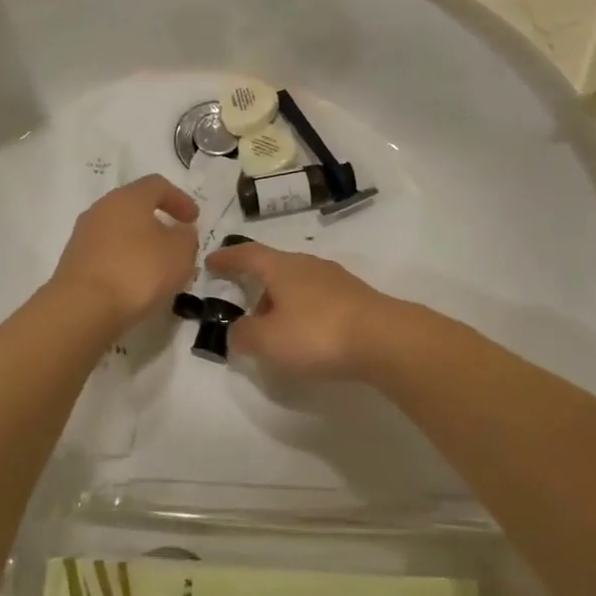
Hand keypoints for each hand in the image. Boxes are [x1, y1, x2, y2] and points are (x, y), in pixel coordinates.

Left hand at [50, 175, 199, 330]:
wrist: (83, 308)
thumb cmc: (138, 271)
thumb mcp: (179, 253)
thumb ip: (186, 237)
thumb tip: (179, 231)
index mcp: (128, 197)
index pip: (157, 185)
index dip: (179, 199)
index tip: (194, 220)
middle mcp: (102, 209)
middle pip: (135, 208)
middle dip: (160, 225)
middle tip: (178, 245)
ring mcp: (84, 235)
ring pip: (121, 233)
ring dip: (142, 247)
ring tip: (160, 271)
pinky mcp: (74, 262)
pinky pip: (107, 255)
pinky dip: (125, 263)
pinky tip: (137, 285)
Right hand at [204, 242, 397, 380]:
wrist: (384, 339)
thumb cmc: (317, 333)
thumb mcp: (268, 341)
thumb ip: (244, 334)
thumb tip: (237, 330)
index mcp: (282, 267)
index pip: (247, 255)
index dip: (227, 258)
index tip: (211, 261)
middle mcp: (308, 265)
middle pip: (275, 267)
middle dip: (257, 283)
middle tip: (244, 302)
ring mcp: (336, 280)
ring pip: (298, 283)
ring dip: (281, 300)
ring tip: (274, 325)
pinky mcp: (356, 298)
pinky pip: (318, 299)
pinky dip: (304, 311)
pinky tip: (306, 333)